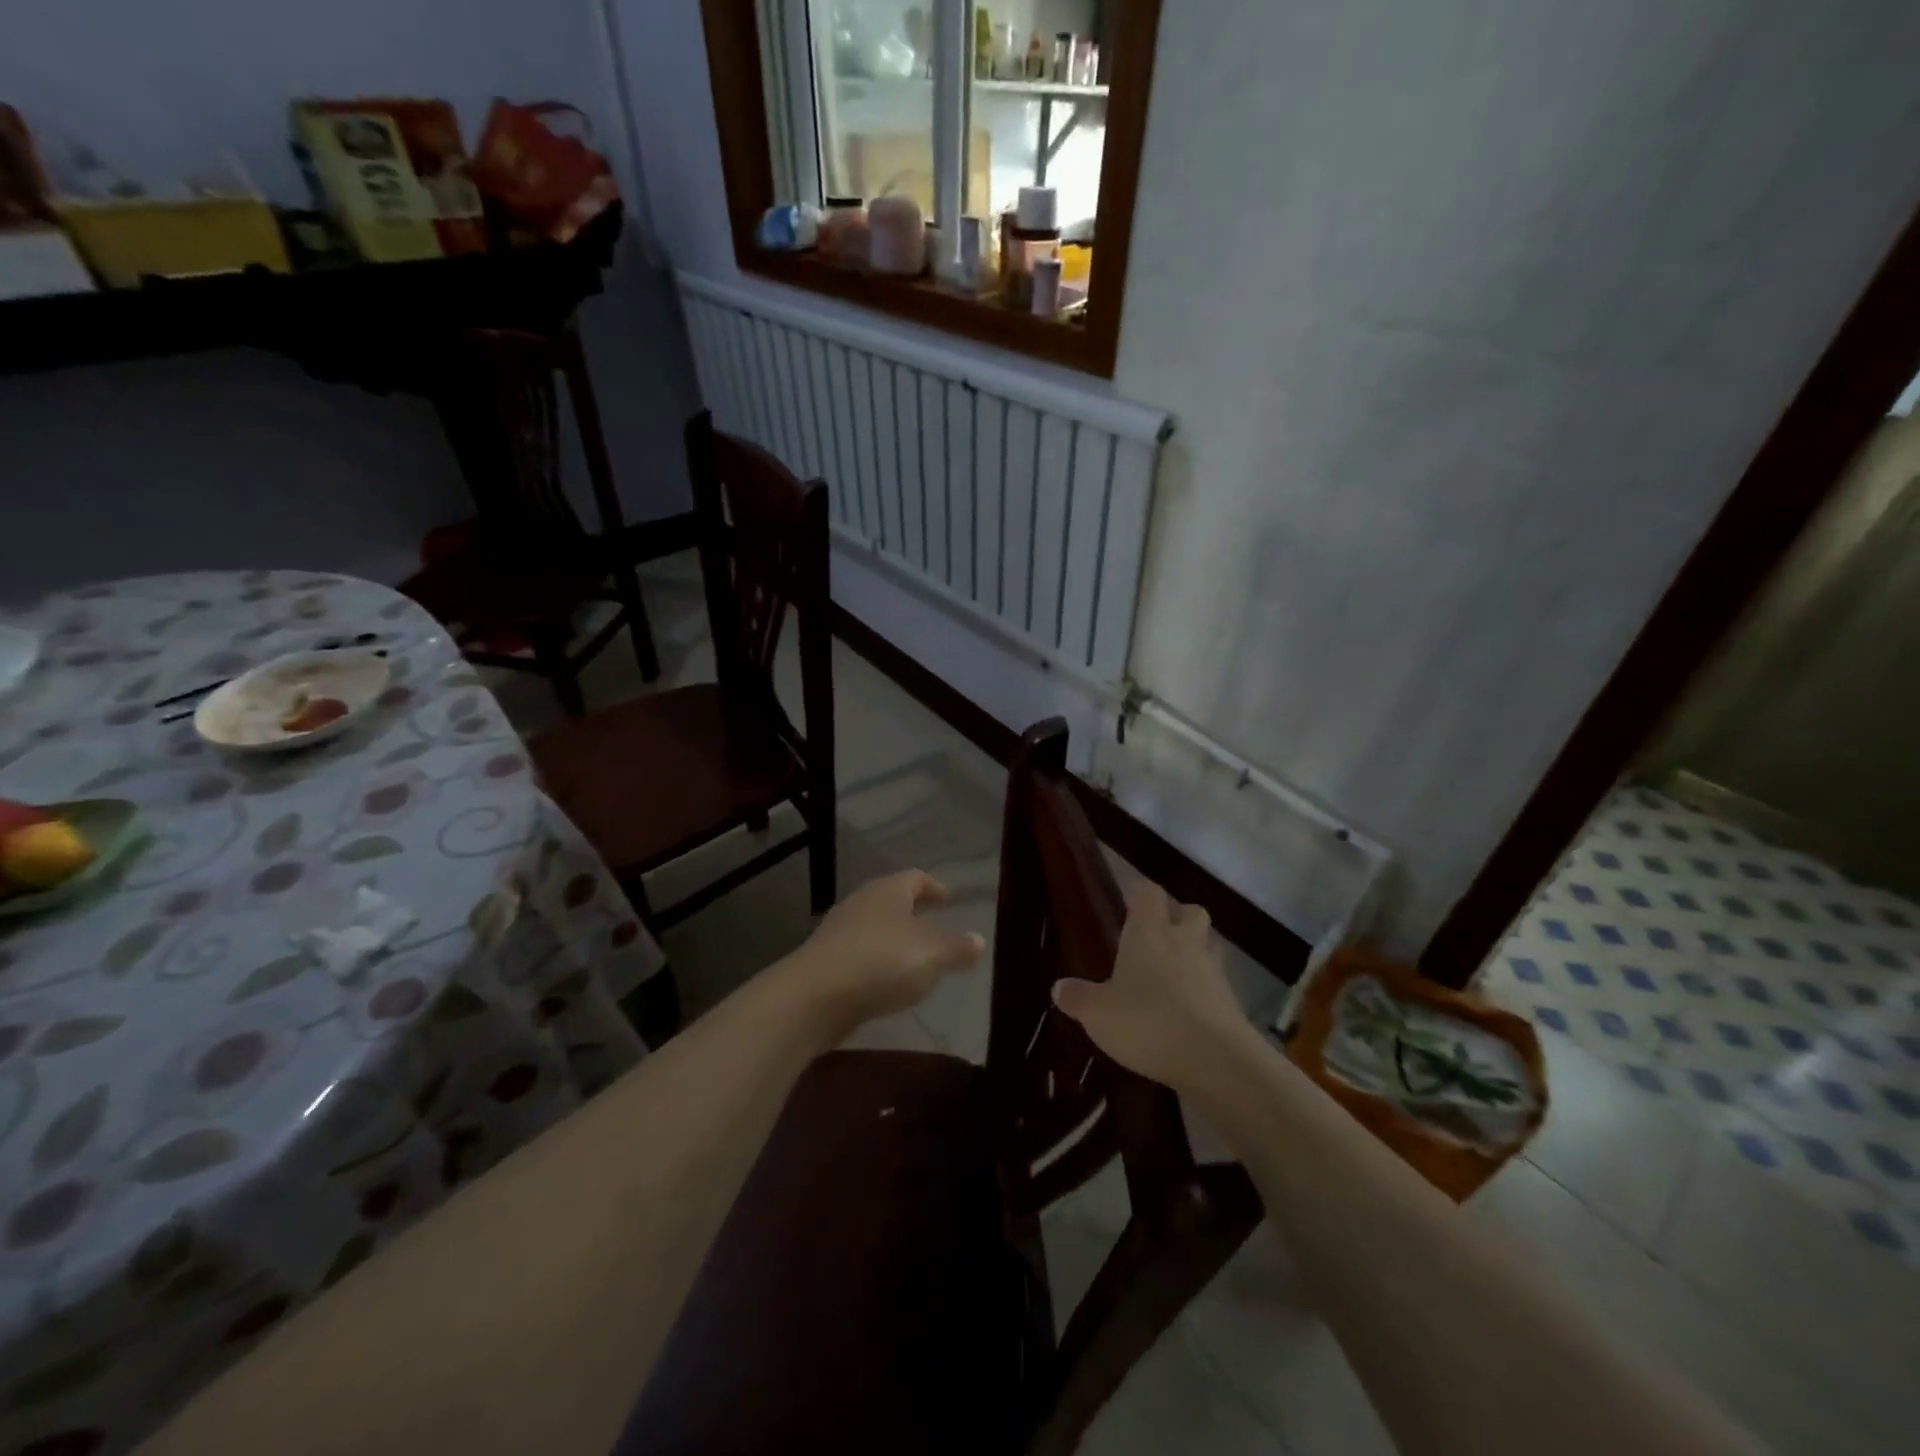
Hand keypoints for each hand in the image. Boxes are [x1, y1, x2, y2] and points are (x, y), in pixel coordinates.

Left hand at [777, 870, 985, 1036]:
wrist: (813, 997)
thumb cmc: (881, 963)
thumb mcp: (931, 956)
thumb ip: (957, 948)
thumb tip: (979, 939)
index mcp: (889, 890)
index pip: (915, 878)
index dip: (934, 887)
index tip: (949, 898)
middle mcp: (862, 902)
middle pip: (892, 900)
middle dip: (914, 912)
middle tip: (935, 924)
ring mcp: (839, 931)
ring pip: (875, 927)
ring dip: (894, 938)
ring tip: (915, 957)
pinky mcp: (825, 961)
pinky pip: (860, 954)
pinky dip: (877, 962)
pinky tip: (887, 982)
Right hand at [1050, 880, 1251, 1090]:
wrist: (1216, 1060)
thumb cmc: (1148, 1021)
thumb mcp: (1098, 1013)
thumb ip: (1078, 997)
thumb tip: (1059, 988)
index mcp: (1150, 932)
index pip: (1149, 892)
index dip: (1139, 891)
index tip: (1128, 897)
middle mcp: (1185, 942)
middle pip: (1189, 912)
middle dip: (1176, 917)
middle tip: (1155, 934)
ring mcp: (1214, 971)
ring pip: (1207, 946)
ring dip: (1193, 952)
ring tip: (1172, 973)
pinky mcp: (1232, 1003)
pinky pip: (1216, 985)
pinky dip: (1203, 990)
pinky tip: (1186, 1011)